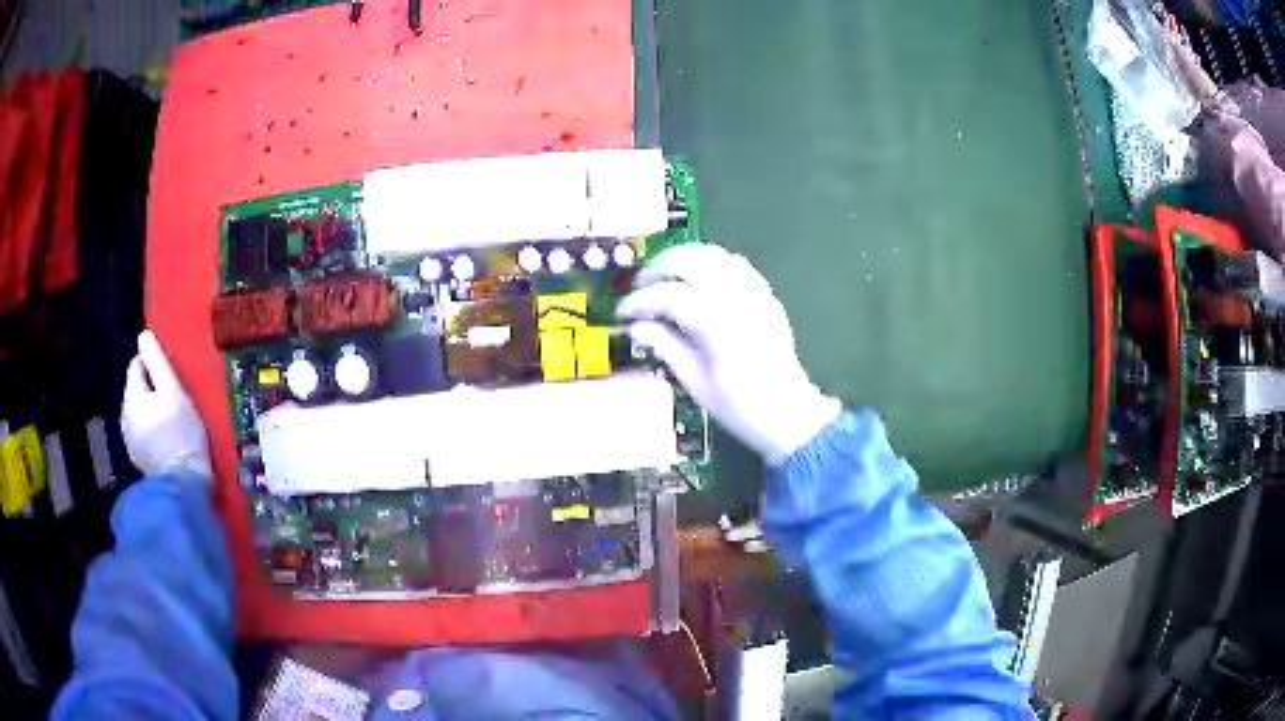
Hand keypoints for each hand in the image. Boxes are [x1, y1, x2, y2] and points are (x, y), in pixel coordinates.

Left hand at [121, 330, 211, 480]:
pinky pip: (141, 434)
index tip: (170, 373)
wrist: (183, 485)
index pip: (136, 366)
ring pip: (138, 413)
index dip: (152, 364)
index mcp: (132, 396)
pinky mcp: (138, 459)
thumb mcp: (173, 391)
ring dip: (150, 411)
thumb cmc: (180, 433)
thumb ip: (157, 361)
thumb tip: (143, 335)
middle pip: (136, 391)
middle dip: (150, 389)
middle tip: (173, 398)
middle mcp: (124, 416)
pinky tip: (165, 440)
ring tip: (170, 420)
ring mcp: (129, 441)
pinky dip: (150, 431)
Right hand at [617, 244, 840, 465]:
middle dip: (658, 269)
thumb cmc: (741, 406)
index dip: (639, 301)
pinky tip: (697, 282)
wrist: (787, 413)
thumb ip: (665, 346)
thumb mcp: (695, 382)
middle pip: (690, 260)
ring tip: (664, 280)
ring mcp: (756, 293)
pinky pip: (734, 263)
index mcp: (719, 324)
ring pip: (712, 254)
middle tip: (640, 290)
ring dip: (682, 260)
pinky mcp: (765, 294)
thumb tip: (637, 326)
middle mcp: (738, 299)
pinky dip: (710, 264)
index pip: (669, 295)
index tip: (623, 313)